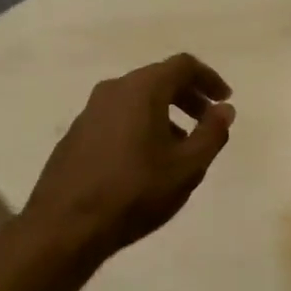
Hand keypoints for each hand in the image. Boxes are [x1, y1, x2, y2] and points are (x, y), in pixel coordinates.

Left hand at [21, 53, 235, 262]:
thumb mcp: (187, 166)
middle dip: (187, 97)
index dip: (209, 78)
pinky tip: (146, 160)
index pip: (183, 65)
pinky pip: (117, 116)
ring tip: (180, 146)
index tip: (224, 99)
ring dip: (164, 113)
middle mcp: (113, 89)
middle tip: (207, 121)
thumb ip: (212, 133)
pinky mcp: (76, 133)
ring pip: (136, 99)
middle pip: (158, 79)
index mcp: (142, 88)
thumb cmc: (134, 191)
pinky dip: (140, 125)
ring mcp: (90, 111)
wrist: (65, 225)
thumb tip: (224, 109)